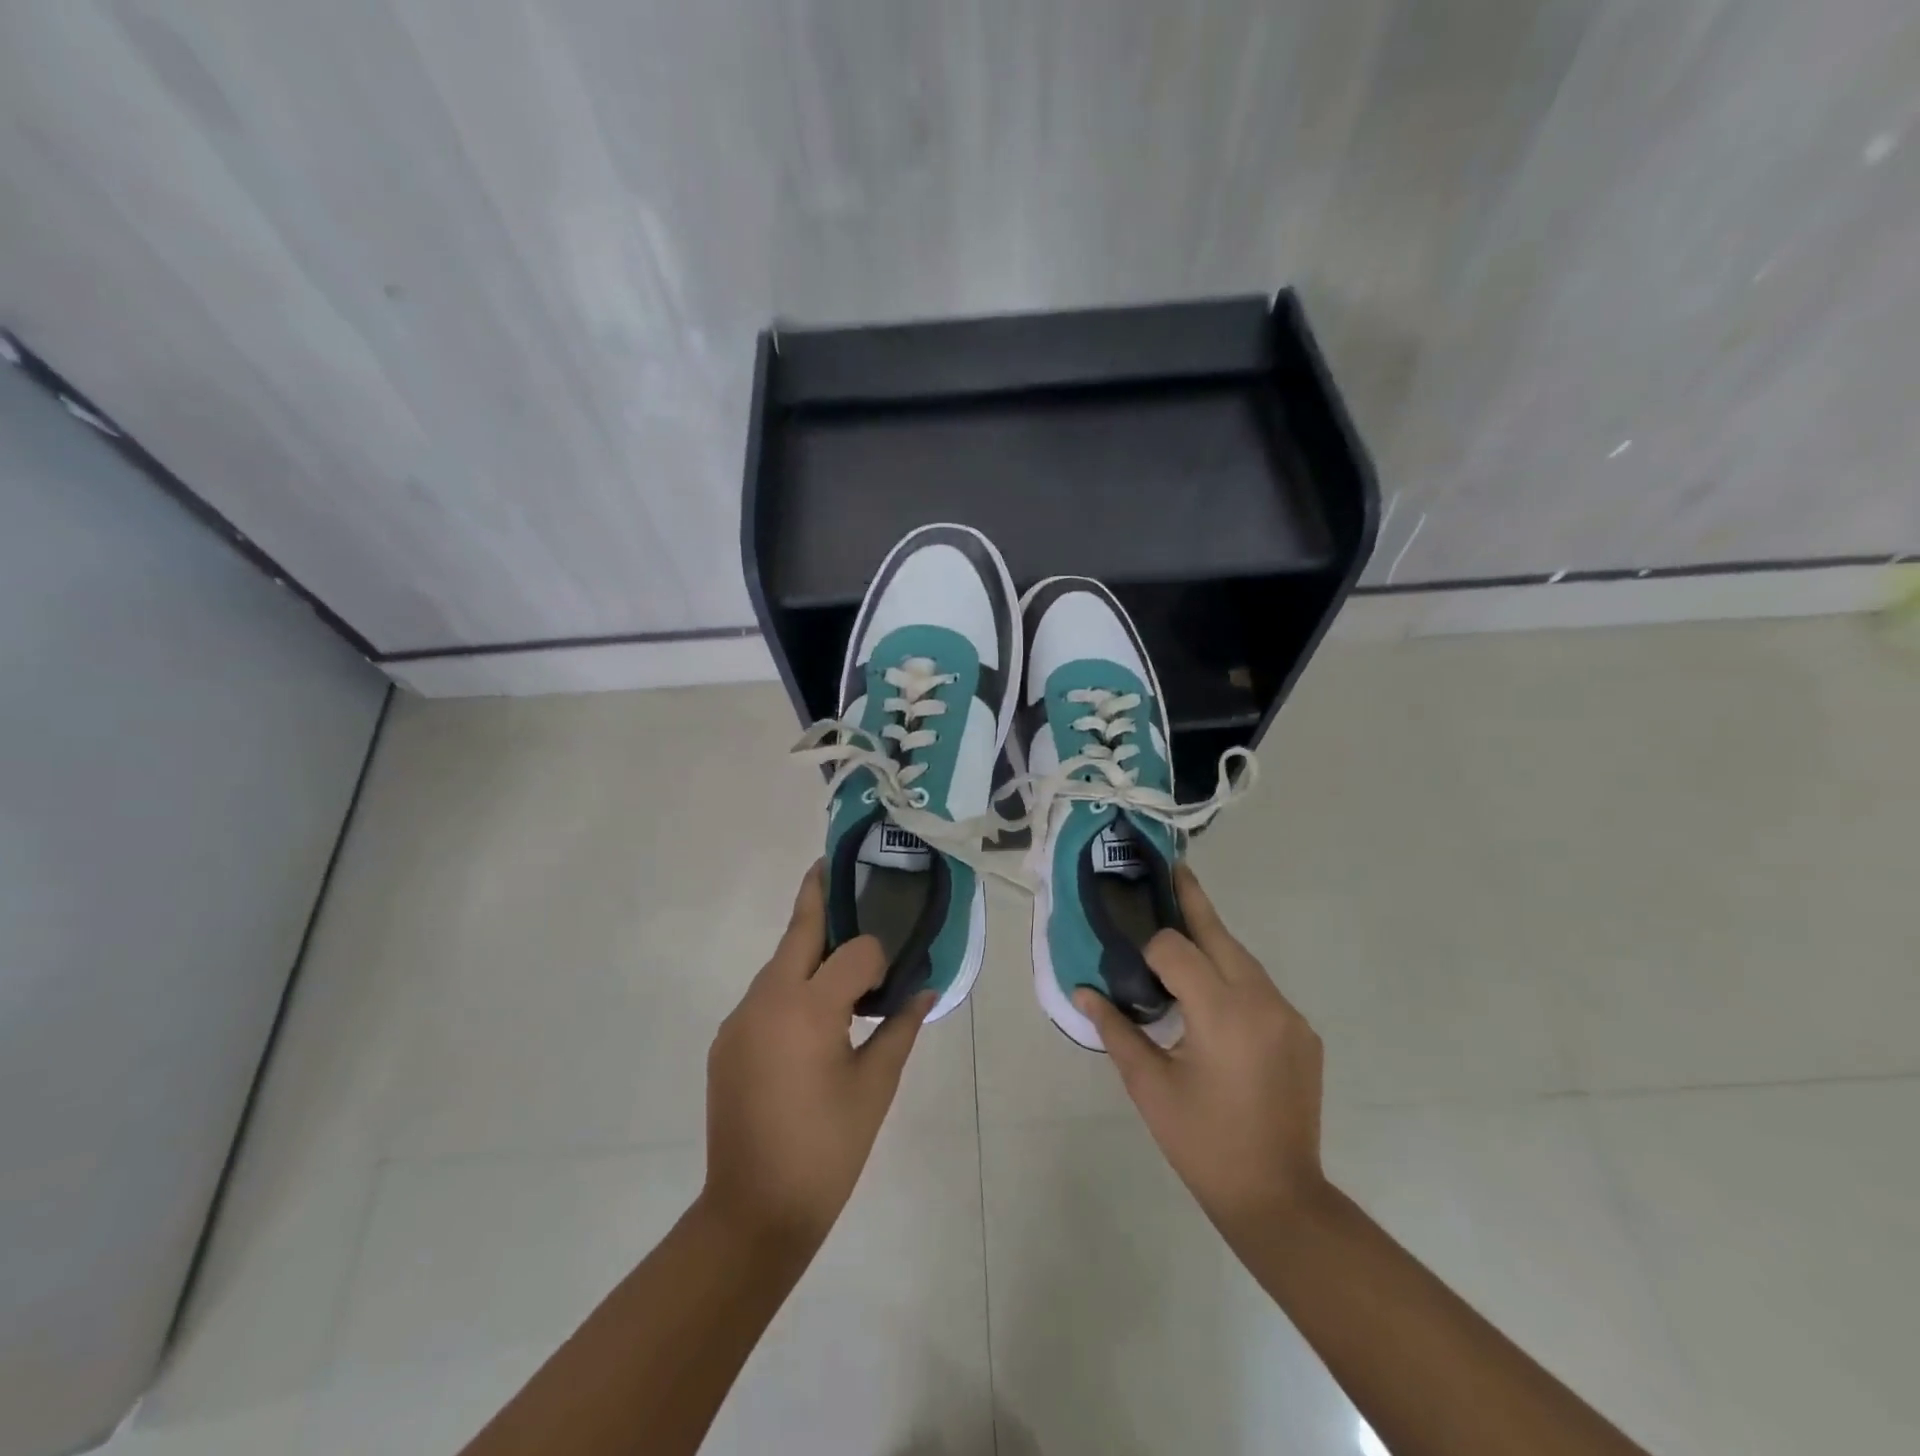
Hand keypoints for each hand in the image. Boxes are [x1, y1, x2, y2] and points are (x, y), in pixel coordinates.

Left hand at [702, 864, 933, 1249]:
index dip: (879, 957)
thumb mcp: (875, 1087)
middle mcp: (767, 1000)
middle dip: (818, 896)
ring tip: (839, 955)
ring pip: (779, 965)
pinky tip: (809, 1016)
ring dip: (807, 952)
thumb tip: (926, 990)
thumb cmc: (827, 1149)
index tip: (892, 978)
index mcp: (809, 1009)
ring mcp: (740, 1019)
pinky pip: (764, 997)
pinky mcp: (727, 1040)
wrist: (752, 1213)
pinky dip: (790, 988)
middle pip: (799, 932)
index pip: (854, 952)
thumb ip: (901, 1028)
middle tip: (834, 866)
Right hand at [1075, 864, 1327, 1237]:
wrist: (1278, 1197)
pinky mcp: (1302, 1032)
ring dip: (1211, 944)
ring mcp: (1289, 1015)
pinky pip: (1260, 987)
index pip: (1176, 948)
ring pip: (1242, 958)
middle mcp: (1262, 1001)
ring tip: (1180, 937)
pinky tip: (1213, 999)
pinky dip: (1233, 978)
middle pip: (1219, 934)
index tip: (1131, 961)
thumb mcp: (1149, 1086)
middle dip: (1191, 901)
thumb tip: (1083, 990)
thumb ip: (1115, 1028)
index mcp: (1222, 1012)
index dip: (1149, 947)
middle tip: (1169, 870)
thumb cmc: (1203, 1142)